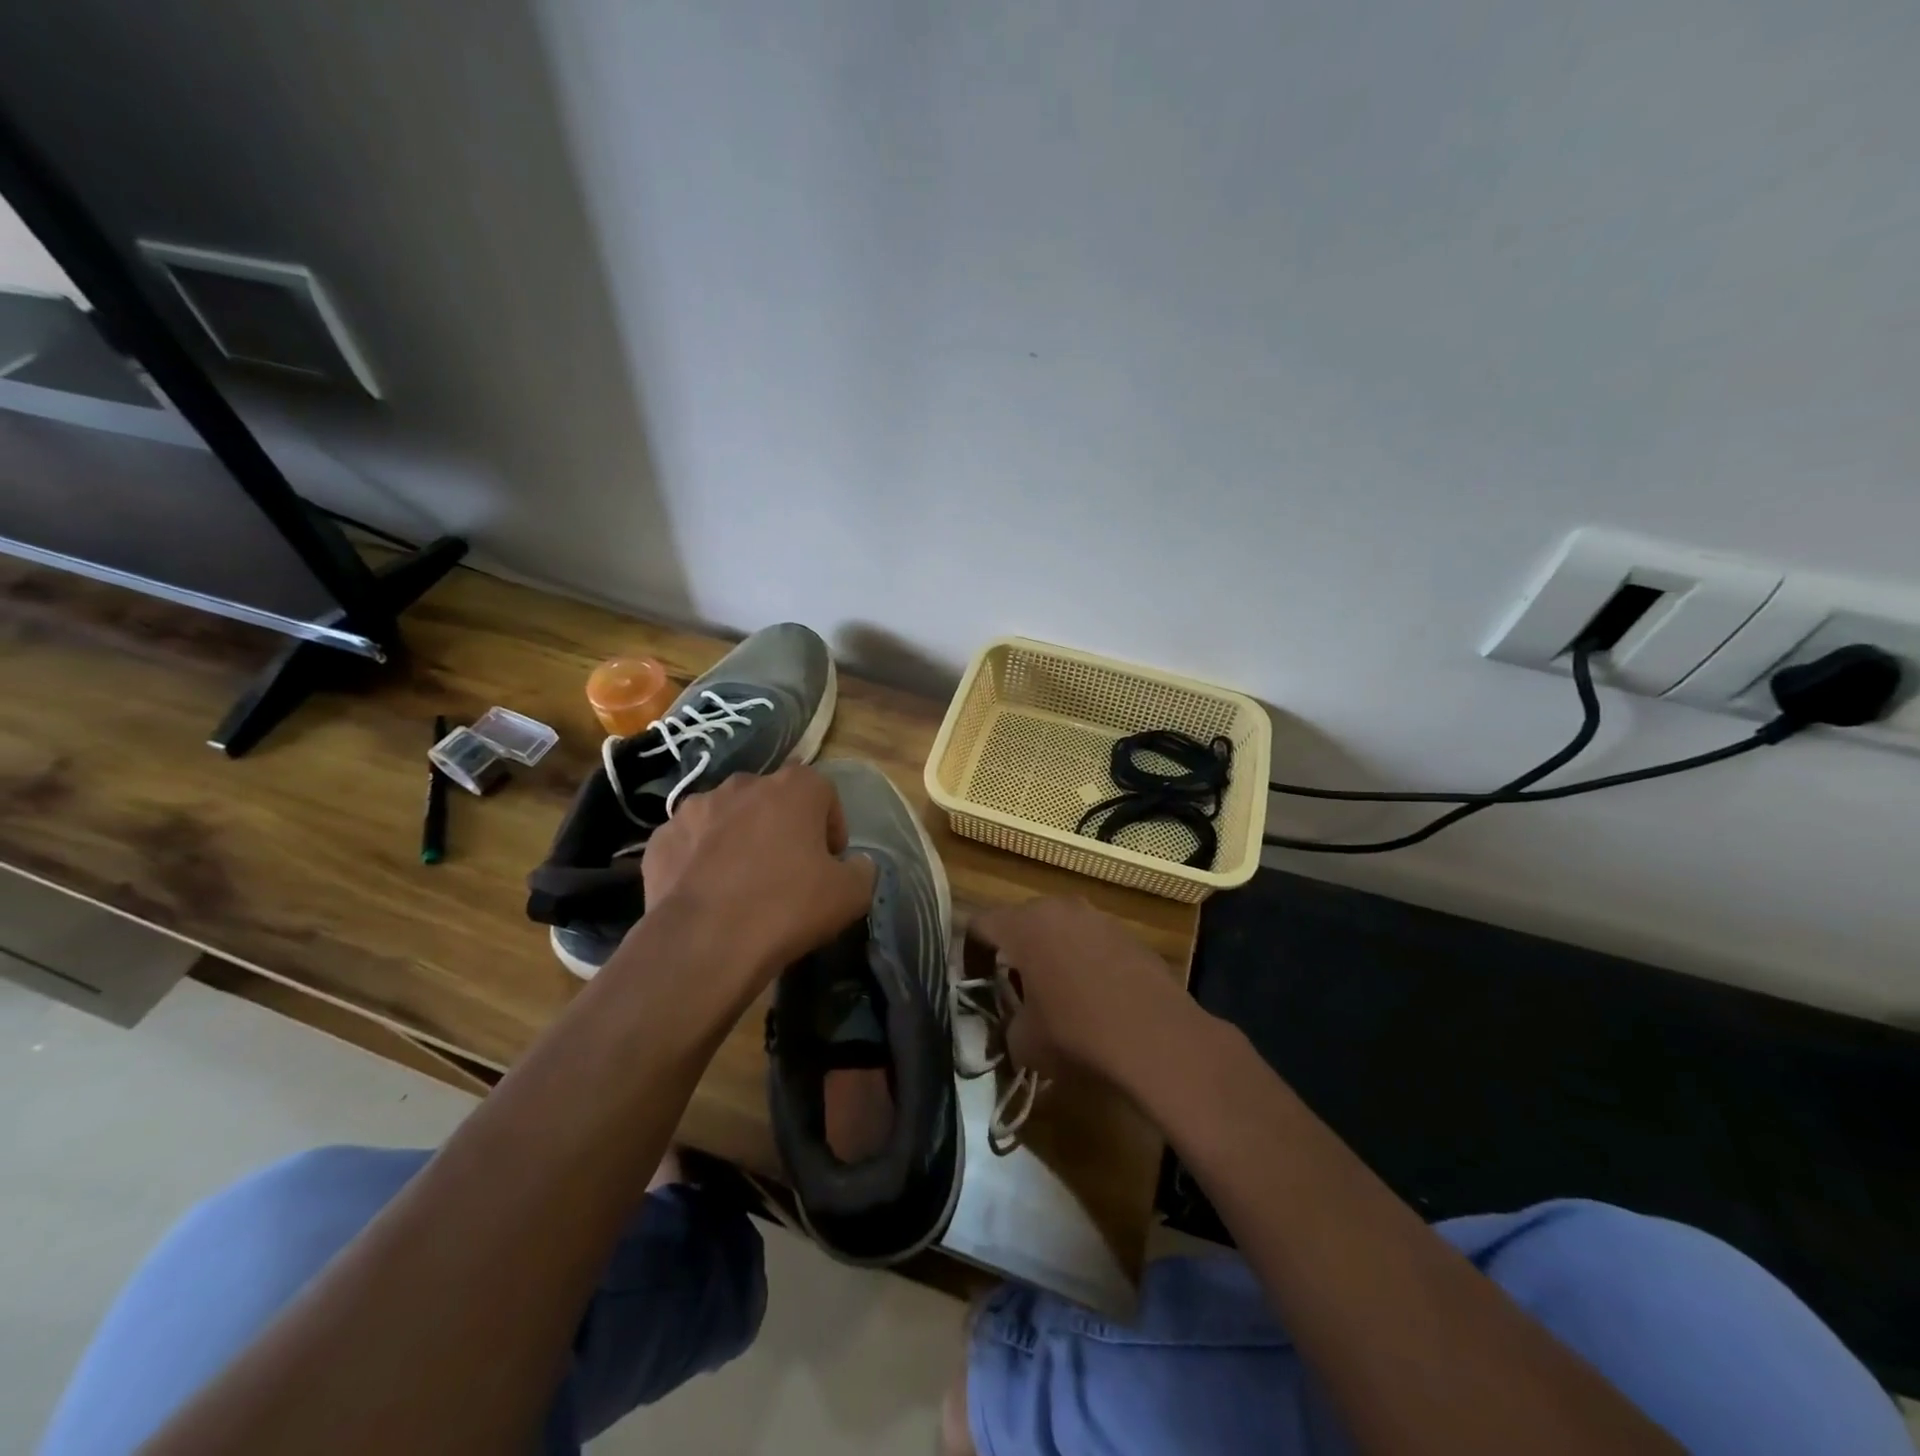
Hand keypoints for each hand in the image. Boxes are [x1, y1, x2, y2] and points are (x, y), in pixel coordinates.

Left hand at [626, 766, 876, 998]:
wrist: (703, 943)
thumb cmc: (787, 908)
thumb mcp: (851, 895)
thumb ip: (862, 870)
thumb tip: (855, 865)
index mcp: (794, 787)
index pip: (824, 793)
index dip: (831, 828)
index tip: (829, 863)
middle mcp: (744, 784)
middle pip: (773, 800)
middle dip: (783, 827)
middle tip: (788, 871)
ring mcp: (695, 808)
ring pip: (728, 817)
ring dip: (740, 839)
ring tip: (742, 883)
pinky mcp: (661, 838)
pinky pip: (691, 843)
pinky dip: (700, 860)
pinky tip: (707, 894)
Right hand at [967, 897, 1193, 1089]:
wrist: (1159, 1039)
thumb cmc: (1077, 1034)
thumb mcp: (1024, 1042)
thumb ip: (1006, 1024)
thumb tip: (1014, 1023)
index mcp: (1024, 926)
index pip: (980, 924)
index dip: (970, 953)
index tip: (974, 983)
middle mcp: (1059, 908)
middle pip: (1022, 922)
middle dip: (1013, 952)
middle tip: (1014, 990)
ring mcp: (1098, 918)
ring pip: (1060, 929)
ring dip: (1051, 954)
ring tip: (1056, 994)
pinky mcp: (1129, 935)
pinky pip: (1092, 942)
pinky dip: (1084, 962)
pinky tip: (1095, 999)